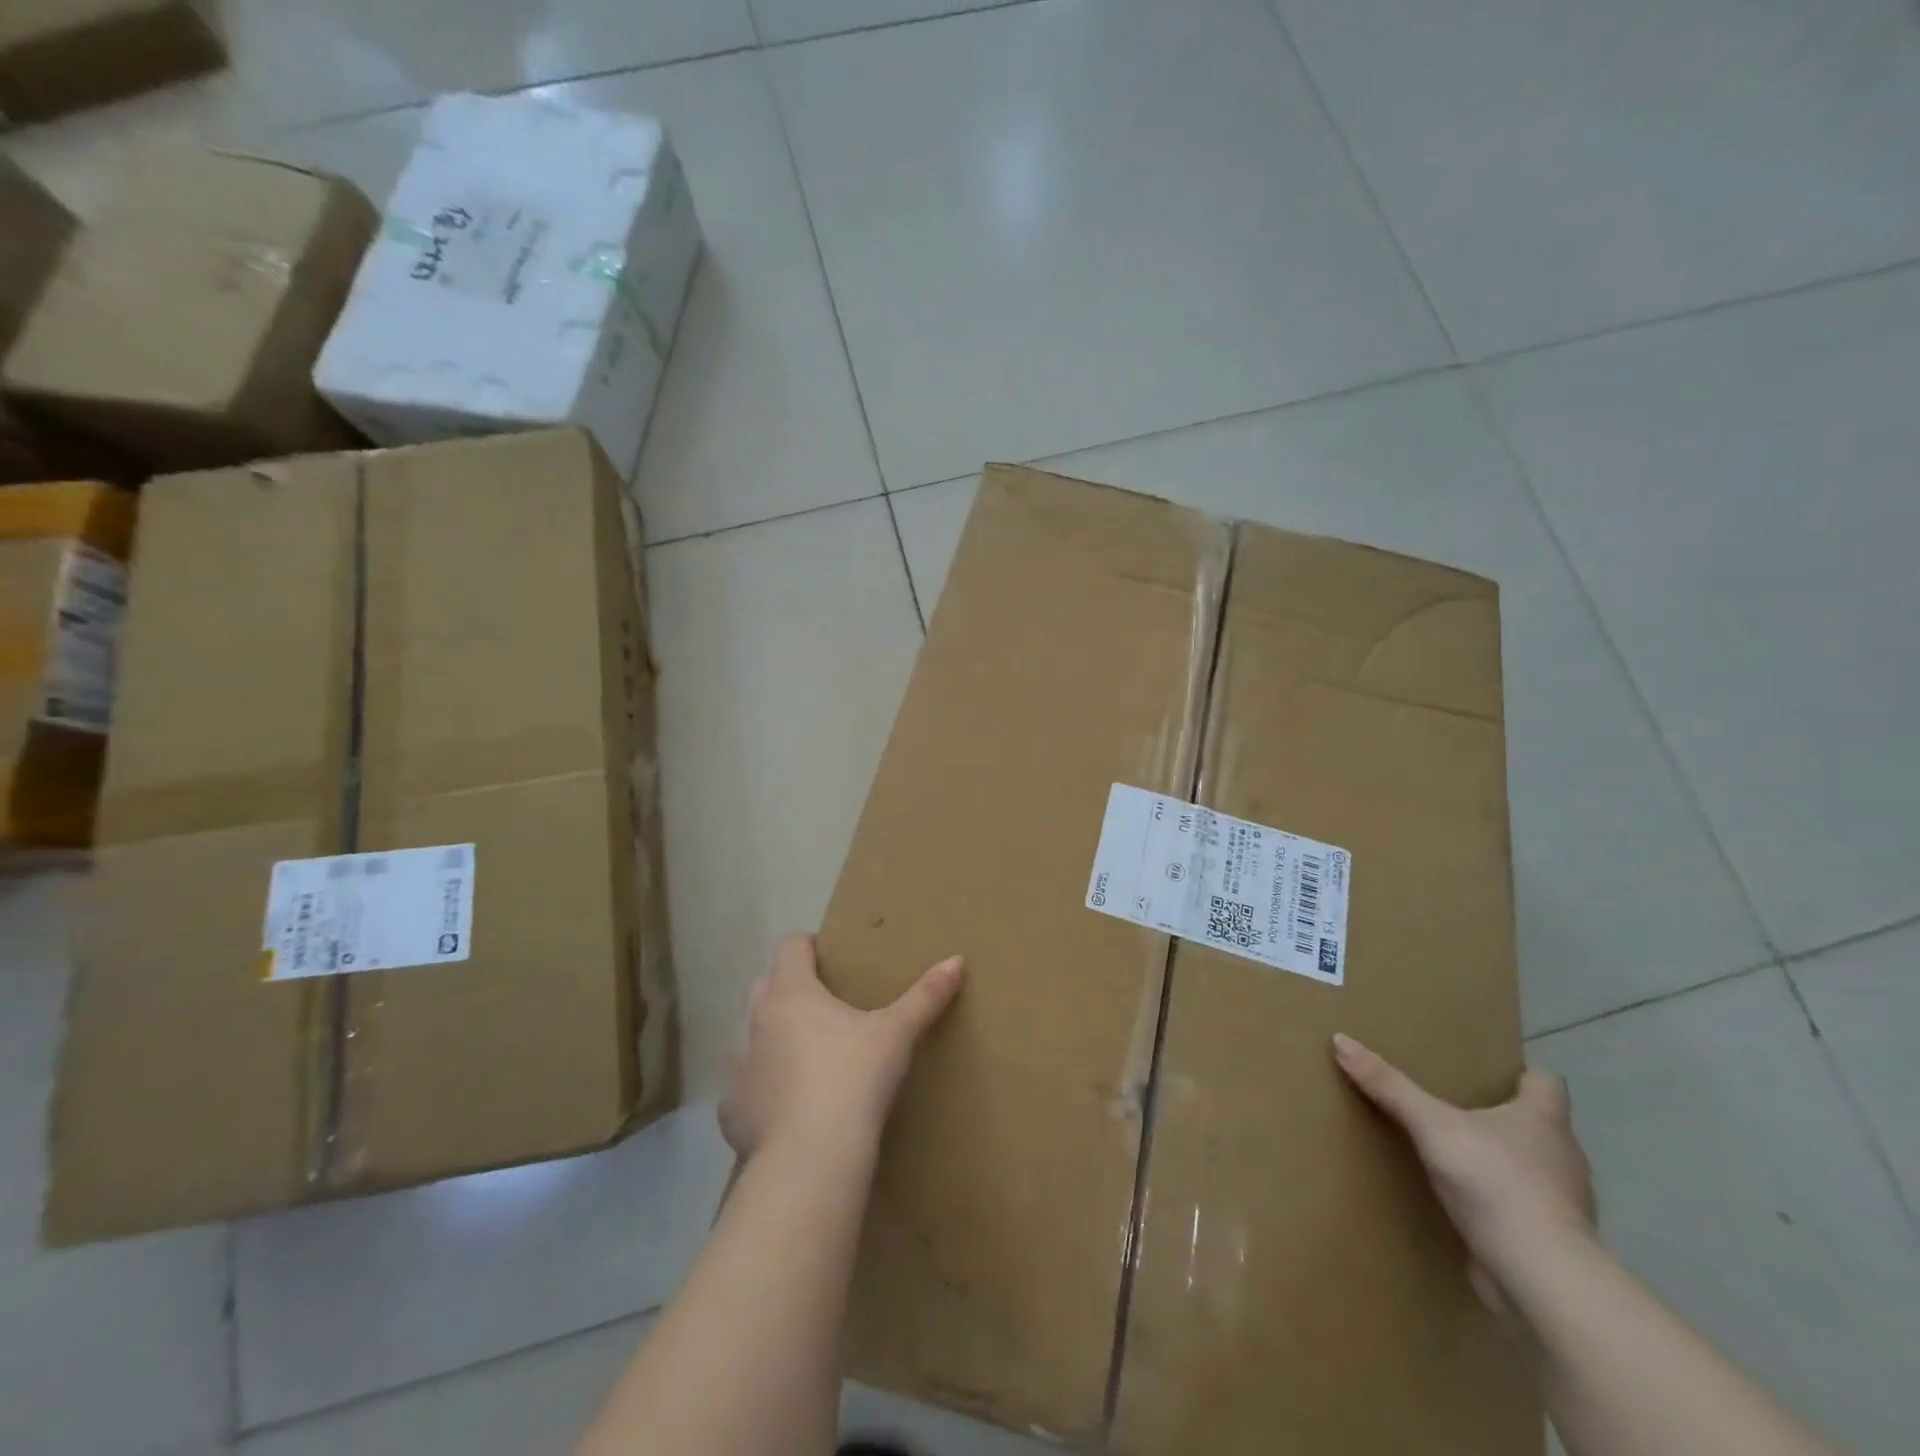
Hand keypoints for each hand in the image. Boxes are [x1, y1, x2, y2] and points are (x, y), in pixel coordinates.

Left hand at [719, 934, 964, 1160]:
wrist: (811, 1158)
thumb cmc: (852, 1078)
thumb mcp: (896, 1034)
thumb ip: (925, 996)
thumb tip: (956, 961)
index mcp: (791, 992)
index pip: (790, 946)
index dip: (808, 945)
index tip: (829, 957)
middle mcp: (756, 1021)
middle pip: (765, 985)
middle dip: (789, 988)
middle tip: (824, 1005)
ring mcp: (738, 1067)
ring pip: (750, 1036)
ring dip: (772, 1038)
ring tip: (807, 1056)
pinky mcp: (732, 1112)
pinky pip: (745, 1089)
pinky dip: (763, 1091)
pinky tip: (789, 1109)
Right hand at [1332, 1033, 1596, 1306]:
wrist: (1539, 1278)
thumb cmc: (1496, 1183)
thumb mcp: (1432, 1125)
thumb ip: (1389, 1086)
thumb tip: (1341, 1040)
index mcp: (1545, 1120)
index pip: (1546, 1082)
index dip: (1519, 1074)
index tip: (1487, 1073)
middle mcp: (1562, 1156)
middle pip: (1536, 1124)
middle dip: (1500, 1116)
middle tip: (1453, 1104)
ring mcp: (1561, 1203)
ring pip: (1530, 1168)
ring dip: (1499, 1160)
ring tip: (1452, 1152)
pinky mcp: (1549, 1241)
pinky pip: (1521, 1208)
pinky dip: (1498, 1202)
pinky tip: (1464, 1203)